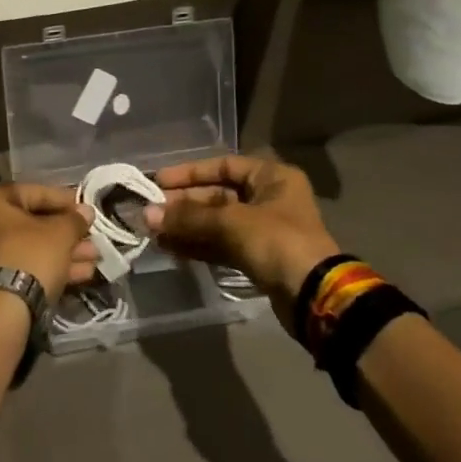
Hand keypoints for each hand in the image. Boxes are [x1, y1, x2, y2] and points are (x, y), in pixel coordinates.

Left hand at [0, 183, 96, 302]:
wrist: (3, 309)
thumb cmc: (30, 255)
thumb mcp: (60, 233)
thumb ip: (75, 219)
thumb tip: (85, 212)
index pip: (34, 192)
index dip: (64, 199)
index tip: (85, 208)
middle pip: (34, 222)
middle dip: (68, 231)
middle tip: (93, 235)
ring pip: (34, 247)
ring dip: (66, 251)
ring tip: (95, 257)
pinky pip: (28, 265)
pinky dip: (53, 267)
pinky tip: (84, 273)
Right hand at [144, 156, 339, 299]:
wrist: (313, 296)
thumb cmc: (277, 242)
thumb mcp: (231, 222)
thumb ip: (188, 217)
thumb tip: (146, 214)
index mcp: (271, 178)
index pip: (223, 166)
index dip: (190, 173)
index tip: (159, 181)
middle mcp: (268, 199)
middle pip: (217, 195)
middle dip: (183, 204)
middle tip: (150, 210)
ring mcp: (263, 231)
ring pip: (216, 223)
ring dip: (186, 226)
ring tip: (153, 230)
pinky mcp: (257, 258)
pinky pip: (220, 245)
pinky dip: (197, 245)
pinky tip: (169, 246)